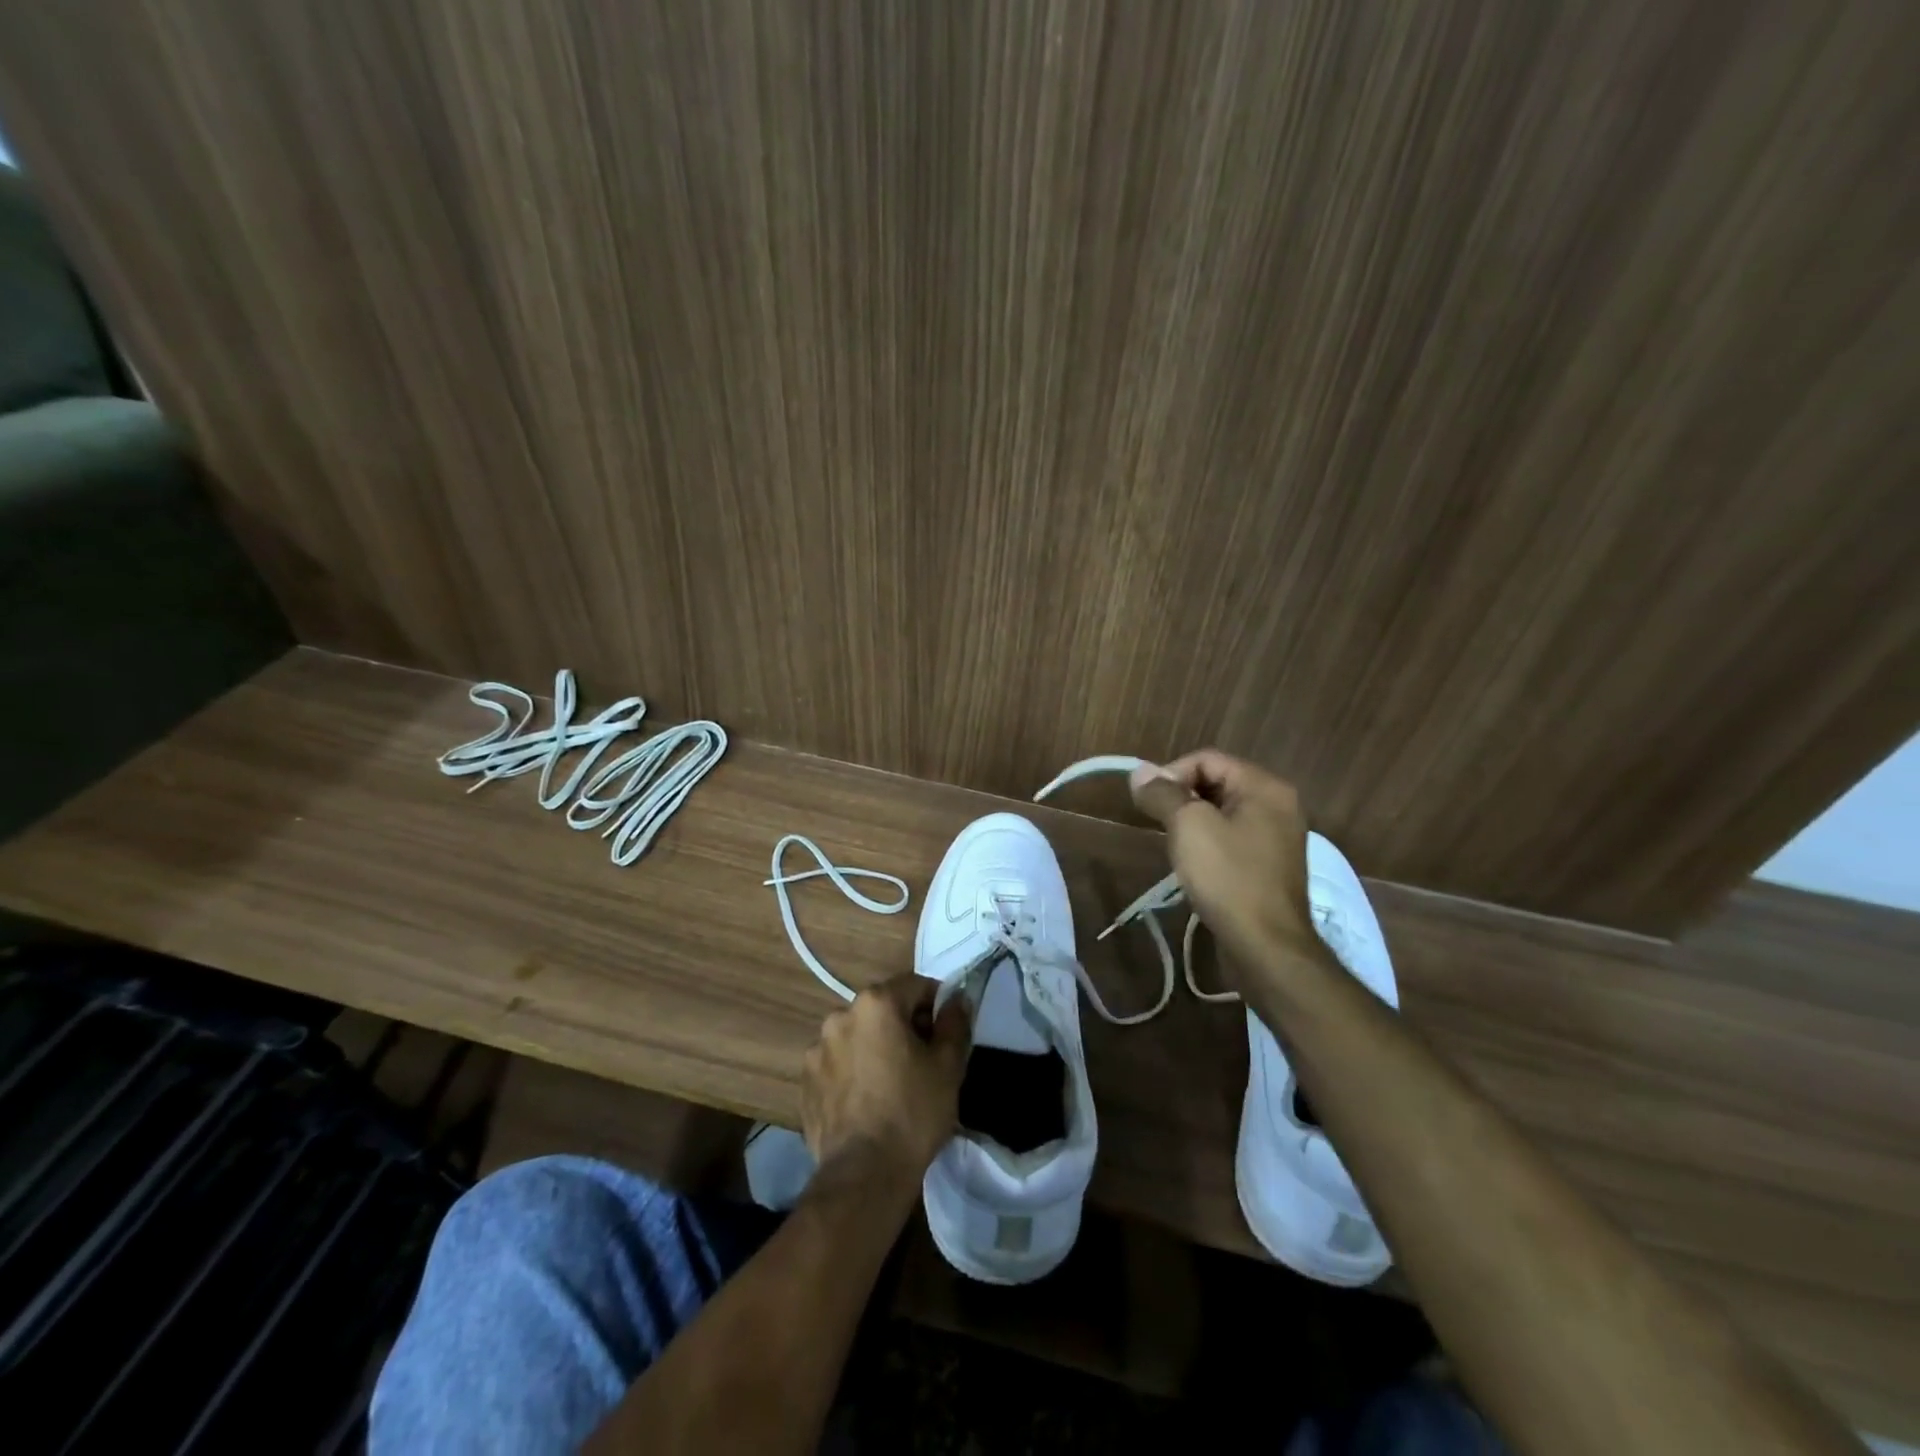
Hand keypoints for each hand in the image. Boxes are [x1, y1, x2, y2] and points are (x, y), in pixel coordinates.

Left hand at [801, 973, 970, 1189]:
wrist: (863, 1175)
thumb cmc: (913, 1112)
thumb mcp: (948, 1066)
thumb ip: (955, 1023)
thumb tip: (957, 998)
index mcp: (875, 1003)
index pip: (915, 985)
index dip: (936, 1005)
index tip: (947, 1034)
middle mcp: (840, 1015)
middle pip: (883, 1009)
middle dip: (904, 1026)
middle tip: (924, 1062)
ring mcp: (817, 1049)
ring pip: (858, 1036)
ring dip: (876, 1048)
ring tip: (892, 1085)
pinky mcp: (805, 1081)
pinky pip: (838, 1064)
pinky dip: (854, 1072)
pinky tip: (868, 1102)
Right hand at [1127, 750, 1325, 980]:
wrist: (1266, 946)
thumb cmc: (1228, 878)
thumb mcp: (1188, 827)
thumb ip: (1162, 794)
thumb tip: (1139, 772)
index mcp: (1264, 787)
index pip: (1207, 759)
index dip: (1171, 774)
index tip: (1148, 803)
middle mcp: (1278, 804)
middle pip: (1216, 782)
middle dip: (1181, 798)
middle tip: (1158, 824)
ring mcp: (1277, 836)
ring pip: (1222, 812)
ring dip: (1192, 822)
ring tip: (1174, 846)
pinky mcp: (1270, 865)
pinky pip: (1232, 838)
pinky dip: (1209, 842)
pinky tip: (1194, 865)